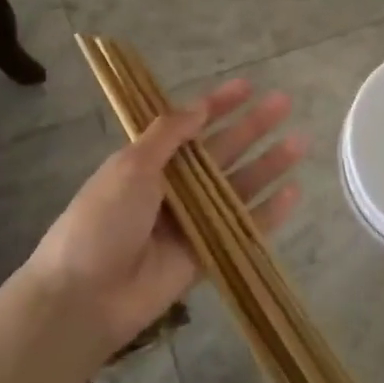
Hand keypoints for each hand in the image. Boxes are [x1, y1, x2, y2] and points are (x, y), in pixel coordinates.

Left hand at [22, 79, 305, 358]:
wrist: (84, 297)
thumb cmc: (101, 221)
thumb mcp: (129, 167)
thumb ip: (167, 136)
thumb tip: (198, 107)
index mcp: (149, 162)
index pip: (191, 125)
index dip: (219, 105)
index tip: (248, 86)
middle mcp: (174, 187)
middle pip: (221, 151)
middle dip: (252, 127)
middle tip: (285, 103)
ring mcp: (192, 221)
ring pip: (238, 187)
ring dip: (267, 165)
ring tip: (300, 143)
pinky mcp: (206, 255)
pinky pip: (241, 229)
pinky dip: (267, 213)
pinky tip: (293, 193)